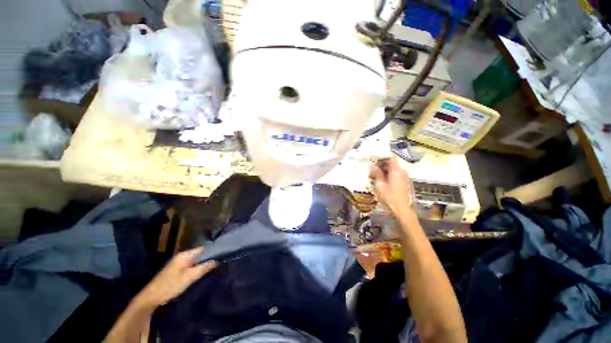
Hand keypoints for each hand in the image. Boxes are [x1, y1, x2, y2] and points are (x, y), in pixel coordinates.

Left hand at [135, 247, 216, 308]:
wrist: (151, 298)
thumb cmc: (170, 286)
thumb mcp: (189, 277)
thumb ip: (203, 268)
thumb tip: (217, 260)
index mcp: (185, 255)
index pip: (203, 248)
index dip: (213, 251)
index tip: (222, 255)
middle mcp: (182, 256)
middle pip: (199, 254)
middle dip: (208, 258)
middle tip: (219, 262)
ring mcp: (178, 263)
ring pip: (195, 260)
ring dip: (203, 263)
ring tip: (214, 266)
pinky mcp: (176, 270)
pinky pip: (190, 265)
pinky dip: (197, 267)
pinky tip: (202, 272)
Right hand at [369, 157, 413, 214]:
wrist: (401, 209)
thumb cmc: (389, 196)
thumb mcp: (380, 184)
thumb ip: (376, 173)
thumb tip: (372, 165)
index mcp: (397, 170)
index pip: (389, 158)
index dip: (381, 157)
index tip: (372, 160)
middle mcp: (401, 171)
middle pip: (390, 163)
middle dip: (380, 165)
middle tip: (370, 169)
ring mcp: (403, 177)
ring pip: (392, 169)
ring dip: (383, 170)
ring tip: (373, 175)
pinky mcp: (402, 182)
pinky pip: (394, 175)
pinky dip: (387, 175)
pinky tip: (380, 180)